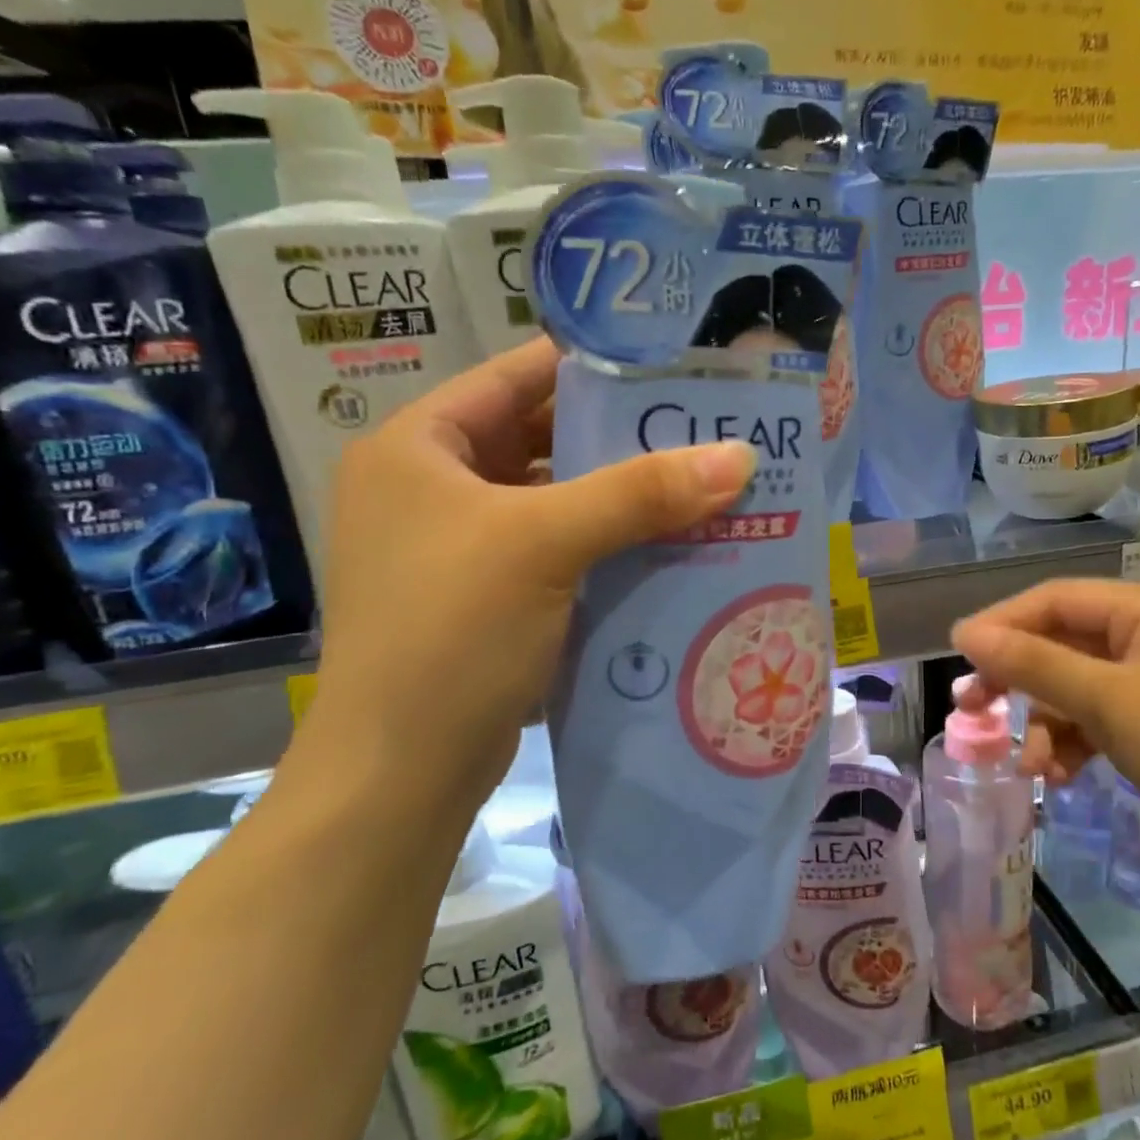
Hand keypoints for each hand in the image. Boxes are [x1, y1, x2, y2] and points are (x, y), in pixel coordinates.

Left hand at [306, 339, 756, 800]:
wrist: (400, 773)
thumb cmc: (452, 632)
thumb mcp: (545, 545)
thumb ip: (641, 492)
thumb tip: (740, 454)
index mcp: (419, 446)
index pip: (517, 376)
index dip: (594, 366)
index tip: (672, 366)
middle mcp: (432, 487)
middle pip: (541, 439)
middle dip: (621, 438)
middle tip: (704, 431)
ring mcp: (458, 547)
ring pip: (555, 500)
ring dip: (621, 498)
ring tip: (701, 486)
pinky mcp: (487, 598)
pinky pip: (558, 551)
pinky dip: (606, 546)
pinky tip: (667, 547)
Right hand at [950, 580, 1139, 869]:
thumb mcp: (1107, 701)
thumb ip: (1033, 663)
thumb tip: (965, 633)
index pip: (1053, 599)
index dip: (1001, 623)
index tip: (957, 655)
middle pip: (1059, 642)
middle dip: (1017, 680)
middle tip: (972, 707)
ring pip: (1072, 686)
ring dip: (1045, 723)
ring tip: (1032, 766)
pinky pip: (1095, 717)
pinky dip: (1072, 742)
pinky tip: (1061, 776)